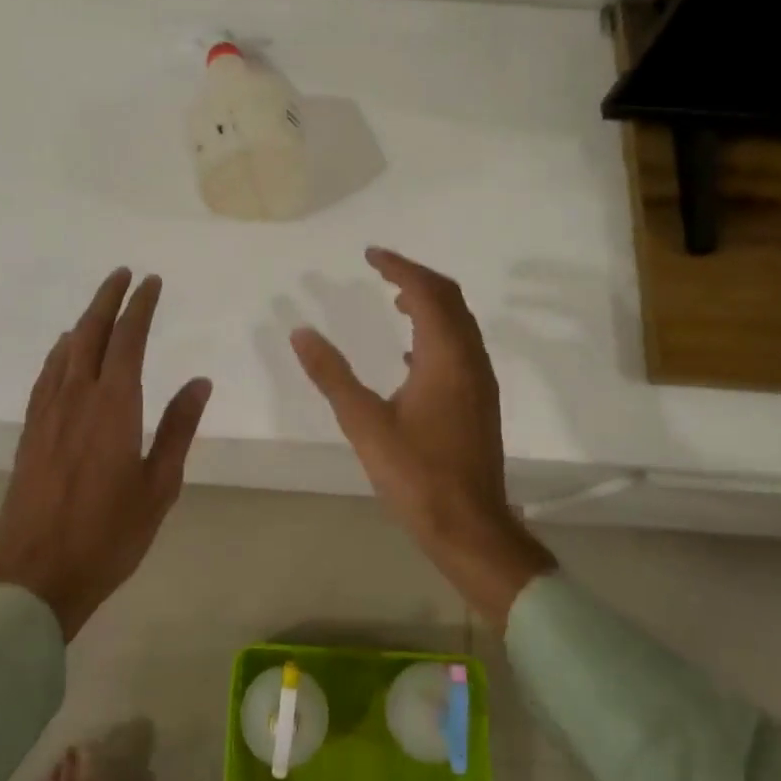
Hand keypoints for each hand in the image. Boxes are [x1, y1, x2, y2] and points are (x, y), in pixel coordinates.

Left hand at [0, 269, 212, 639]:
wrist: (36, 576)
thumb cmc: (109, 535)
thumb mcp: (159, 486)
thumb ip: (178, 429)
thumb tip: (199, 382)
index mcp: (114, 407)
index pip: (128, 340)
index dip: (139, 307)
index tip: (151, 282)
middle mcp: (77, 398)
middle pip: (91, 333)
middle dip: (108, 299)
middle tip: (123, 275)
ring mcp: (47, 414)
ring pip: (65, 351)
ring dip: (84, 321)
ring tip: (99, 306)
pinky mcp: (30, 432)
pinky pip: (46, 376)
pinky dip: (59, 352)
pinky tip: (63, 351)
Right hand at [291, 247, 554, 629]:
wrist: (469, 526)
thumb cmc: (416, 475)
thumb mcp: (364, 423)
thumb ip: (332, 375)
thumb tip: (301, 333)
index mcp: (446, 357)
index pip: (426, 292)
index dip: (399, 267)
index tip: (370, 254)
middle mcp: (470, 359)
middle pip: (450, 299)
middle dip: (416, 277)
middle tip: (381, 269)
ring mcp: (480, 381)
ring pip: (459, 323)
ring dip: (429, 303)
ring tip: (394, 299)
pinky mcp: (480, 401)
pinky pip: (460, 347)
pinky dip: (436, 333)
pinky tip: (409, 355)